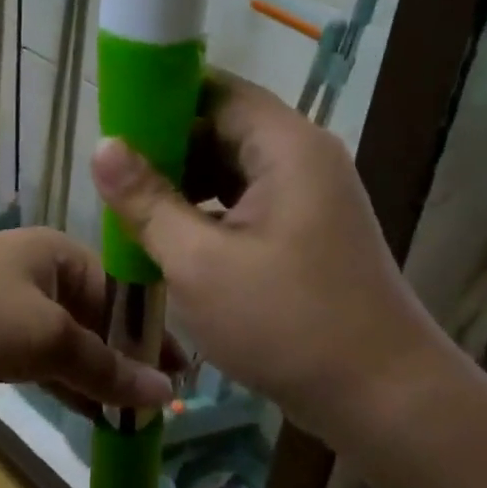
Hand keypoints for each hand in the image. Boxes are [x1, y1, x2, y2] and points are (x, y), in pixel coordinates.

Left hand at [0, 228, 176, 409]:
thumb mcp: (48, 340)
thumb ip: (107, 368)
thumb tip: (165, 392)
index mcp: (59, 254)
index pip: (122, 291)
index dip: (152, 331)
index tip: (182, 370)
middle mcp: (40, 271)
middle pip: (98, 316)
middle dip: (127, 357)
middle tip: (161, 398)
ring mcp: (14, 303)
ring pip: (71, 340)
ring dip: (99, 374)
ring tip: (136, 413)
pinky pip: (44, 357)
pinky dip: (68, 381)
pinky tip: (95, 412)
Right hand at [90, 73, 458, 445]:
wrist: (384, 398)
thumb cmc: (287, 323)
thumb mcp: (200, 263)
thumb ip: (147, 201)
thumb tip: (102, 146)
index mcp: (286, 146)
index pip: (215, 89)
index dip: (159, 99)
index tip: (111, 126)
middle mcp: (303, 157)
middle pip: (223, 127)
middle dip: (166, 149)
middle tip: (112, 178)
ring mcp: (310, 196)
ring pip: (232, 170)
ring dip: (184, 185)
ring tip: (132, 210)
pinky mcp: (308, 231)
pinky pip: (247, 204)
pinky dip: (208, 214)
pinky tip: (172, 240)